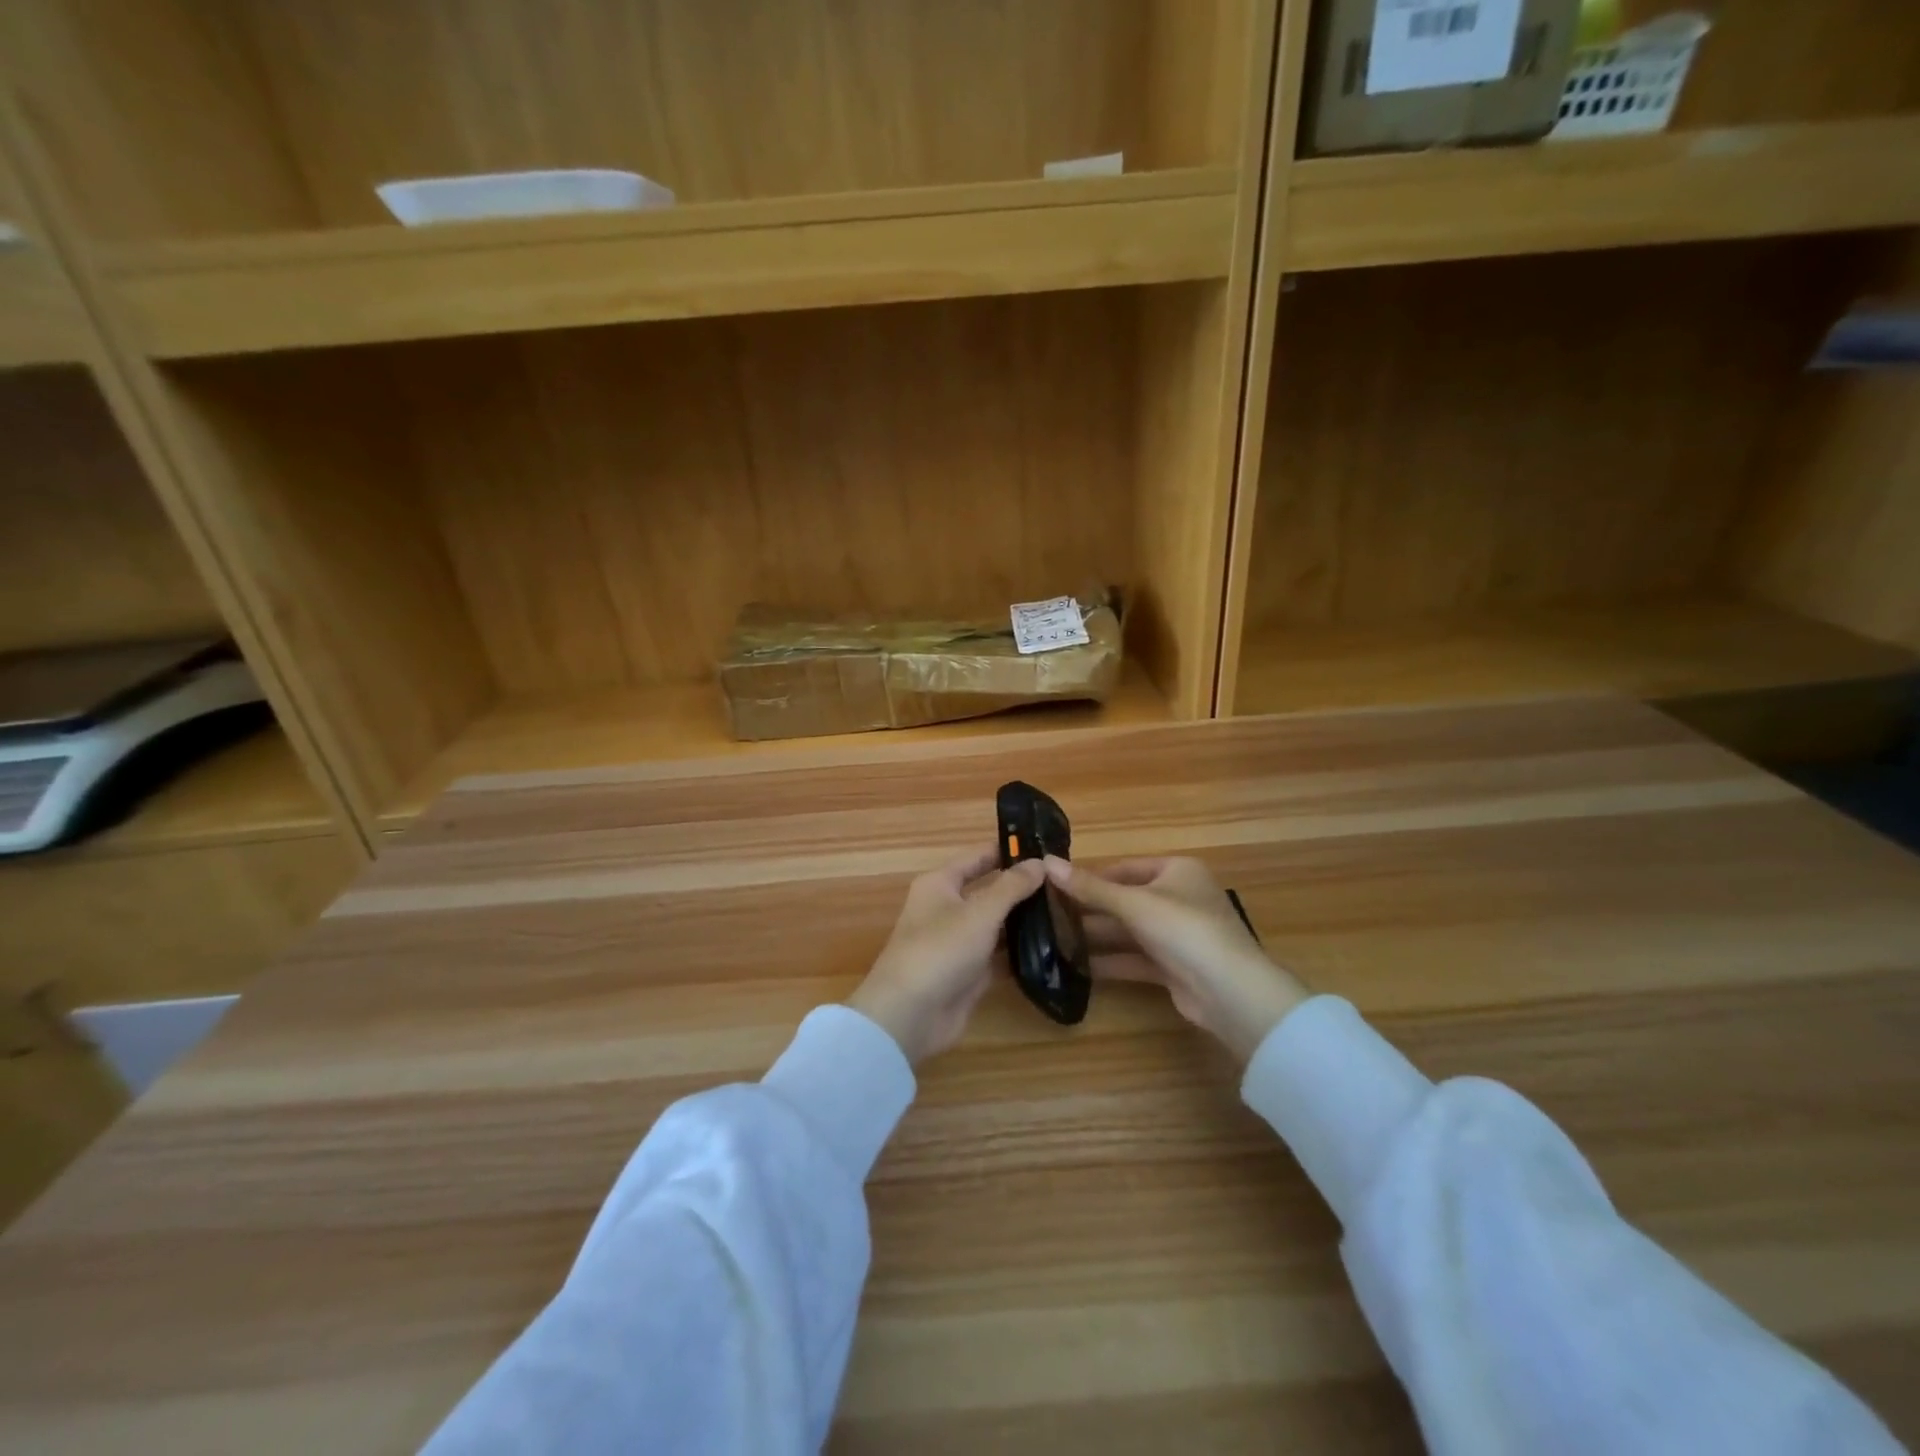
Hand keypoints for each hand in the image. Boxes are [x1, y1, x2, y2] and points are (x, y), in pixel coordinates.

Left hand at [850, 847, 1045, 1064]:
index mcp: (940, 883)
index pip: (979, 857)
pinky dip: (1021, 951)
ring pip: (997, 924)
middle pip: (990, 890)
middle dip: (1023, 888)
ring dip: (1025, 921)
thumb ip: (1011, 886)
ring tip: (1068, 912)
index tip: (1047, 847)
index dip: (1009, 851)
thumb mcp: (979, 912)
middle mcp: (948, 908)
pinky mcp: (969, 972)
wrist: (910, 1015)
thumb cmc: (940, 949)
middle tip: (1065, 883)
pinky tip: (1053, 947)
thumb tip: (1039, 862)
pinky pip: (999, 955)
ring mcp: (959, 942)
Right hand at [1044, 856, 1309, 1063]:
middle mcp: (1180, 898)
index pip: (1125, 867)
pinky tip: (1079, 968)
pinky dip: (1112, 961)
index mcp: (1177, 871)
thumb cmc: (1183, 929)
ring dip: (1098, 936)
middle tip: (1049, 915)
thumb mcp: (1132, 903)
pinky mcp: (1175, 967)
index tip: (1056, 886)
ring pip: (1130, 931)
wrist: (1230, 992)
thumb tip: (1046, 861)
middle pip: (1126, 900)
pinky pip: (1137, 959)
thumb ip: (1089, 887)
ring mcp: (1179, 935)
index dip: (1091, 876)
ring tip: (1056, 940)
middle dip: (1091, 909)